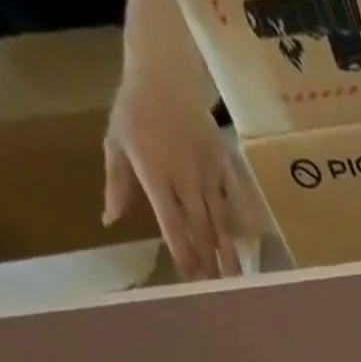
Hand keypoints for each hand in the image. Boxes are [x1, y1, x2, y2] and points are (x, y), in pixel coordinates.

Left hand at [103, 71, 257, 280]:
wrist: (165, 72)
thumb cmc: (135, 108)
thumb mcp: (115, 143)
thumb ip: (117, 184)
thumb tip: (110, 221)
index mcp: (154, 173)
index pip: (171, 222)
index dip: (182, 251)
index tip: (188, 276)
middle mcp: (185, 179)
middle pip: (199, 228)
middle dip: (208, 260)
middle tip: (216, 289)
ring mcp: (209, 174)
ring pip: (220, 220)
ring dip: (228, 251)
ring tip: (236, 276)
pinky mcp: (225, 167)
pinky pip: (236, 198)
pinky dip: (243, 221)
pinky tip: (250, 242)